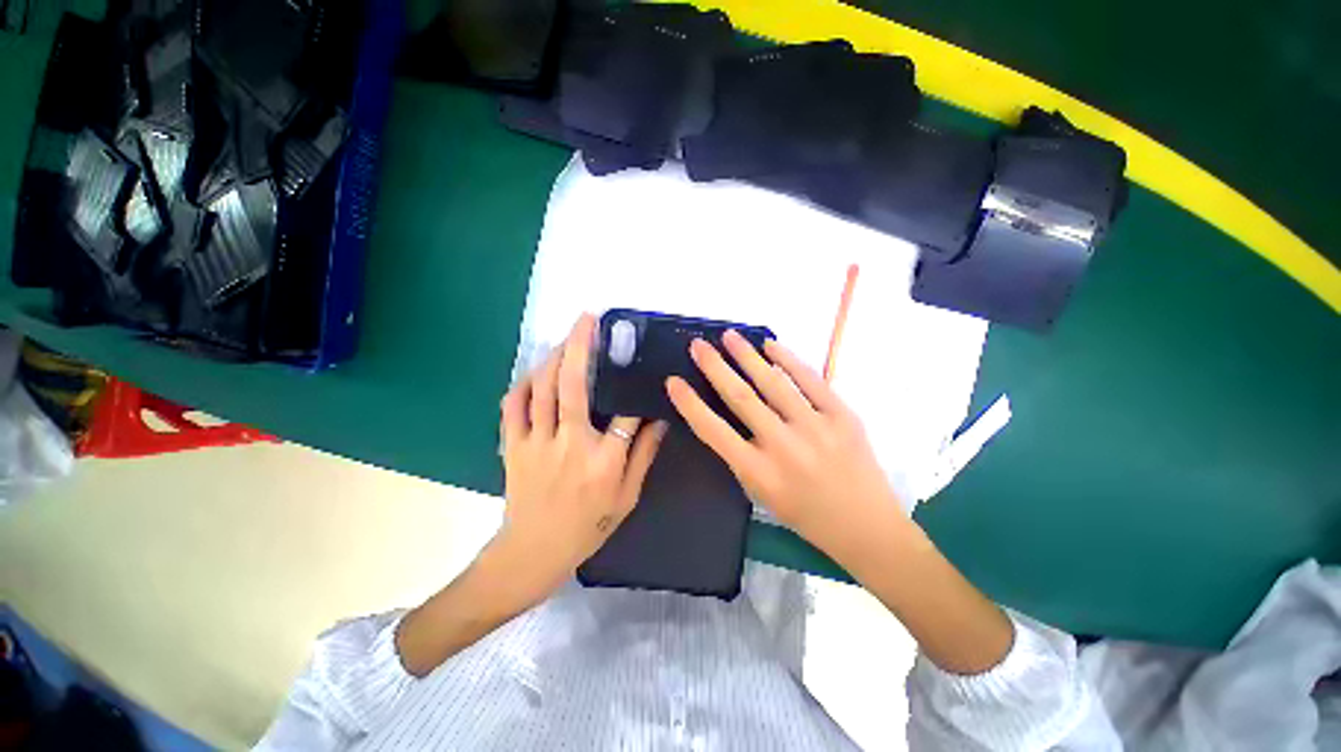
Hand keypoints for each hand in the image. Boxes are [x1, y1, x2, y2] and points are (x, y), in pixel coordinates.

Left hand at [496, 313, 667, 603]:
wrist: (532, 553)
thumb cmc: (586, 527)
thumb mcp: (627, 497)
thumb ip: (644, 456)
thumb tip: (659, 420)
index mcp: (603, 461)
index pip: (625, 414)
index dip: (635, 390)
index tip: (638, 370)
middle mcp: (570, 444)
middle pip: (574, 385)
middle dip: (580, 345)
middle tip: (587, 319)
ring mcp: (536, 442)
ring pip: (542, 387)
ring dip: (554, 357)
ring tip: (566, 339)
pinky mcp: (513, 445)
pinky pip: (513, 405)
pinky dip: (523, 383)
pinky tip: (536, 372)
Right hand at [664, 331, 903, 558]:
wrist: (866, 526)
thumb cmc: (806, 514)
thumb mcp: (761, 494)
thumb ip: (741, 456)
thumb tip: (726, 415)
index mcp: (759, 473)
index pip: (714, 431)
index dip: (690, 404)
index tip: (673, 381)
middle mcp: (783, 447)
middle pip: (740, 398)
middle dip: (714, 368)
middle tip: (697, 345)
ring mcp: (815, 428)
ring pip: (773, 383)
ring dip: (747, 356)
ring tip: (729, 336)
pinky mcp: (842, 416)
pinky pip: (809, 380)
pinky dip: (787, 359)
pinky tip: (770, 345)